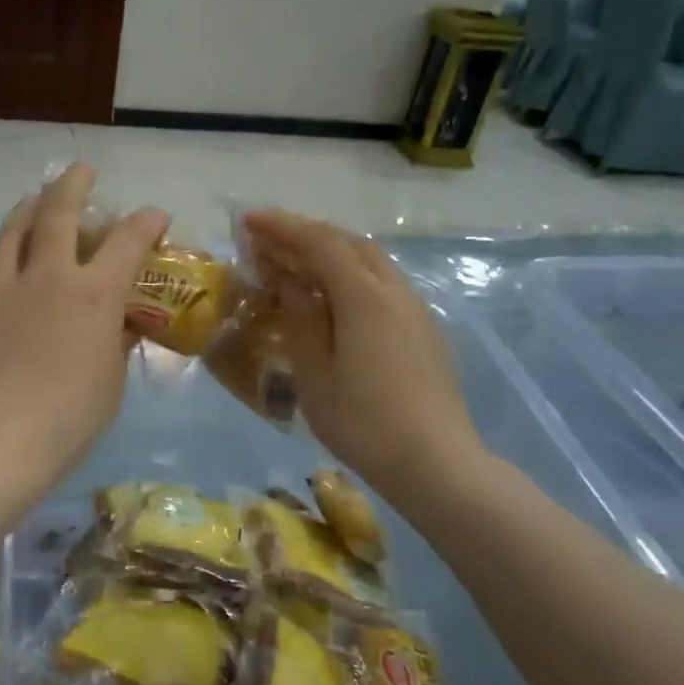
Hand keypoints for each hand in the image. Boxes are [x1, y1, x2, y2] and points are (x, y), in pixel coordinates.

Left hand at [0, 166, 167, 486]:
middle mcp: (48, 275)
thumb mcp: (110, 381)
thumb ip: (115, 342)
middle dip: (74, 184)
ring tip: (37, 200)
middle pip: (59, 212)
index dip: (145, 222)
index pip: (127, 241)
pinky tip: (10, 260)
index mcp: (94, 294)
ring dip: (31, 207)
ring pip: (15, 228)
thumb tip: (118, 325)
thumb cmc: (68, 418)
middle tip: (82, 171)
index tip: (154, 215)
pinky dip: (8, 251)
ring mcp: (5, 286)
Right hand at [241, 211, 482, 499]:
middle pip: (349, 243)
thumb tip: (290, 282)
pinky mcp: (422, 329)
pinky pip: (380, 283)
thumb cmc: (363, 422)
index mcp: (364, 297)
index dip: (282, 227)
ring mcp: (414, 309)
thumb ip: (301, 319)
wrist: (436, 463)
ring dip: (330, 251)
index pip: (319, 243)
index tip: (247, 220)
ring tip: (293, 262)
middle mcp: (394, 291)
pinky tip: (330, 296)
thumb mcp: (315, 373)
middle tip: (267, 238)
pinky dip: (348, 273)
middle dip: (306, 232)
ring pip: (369, 260)